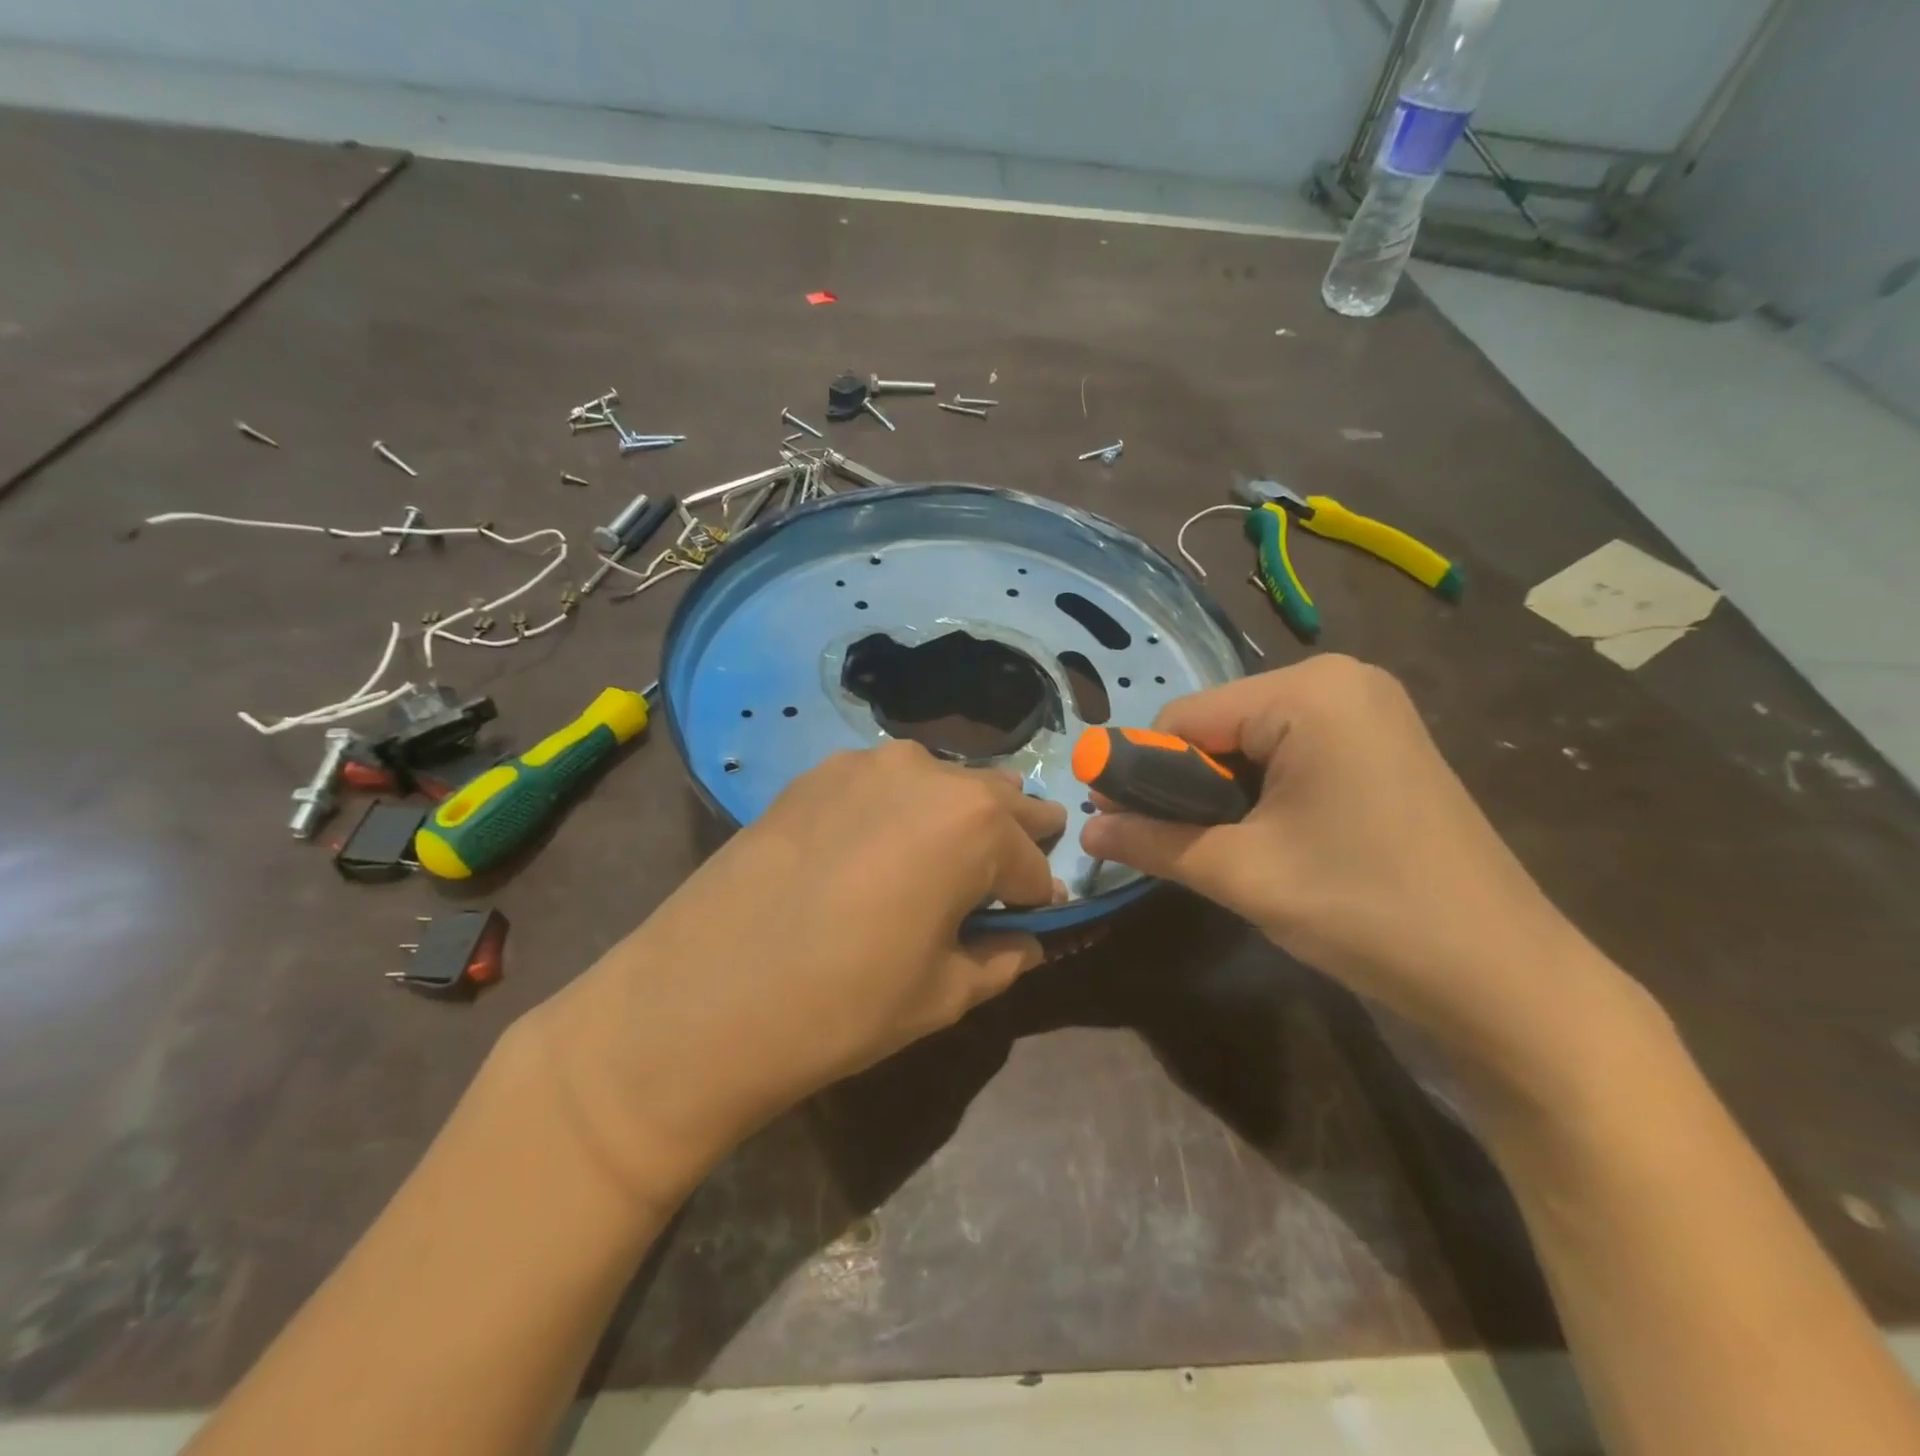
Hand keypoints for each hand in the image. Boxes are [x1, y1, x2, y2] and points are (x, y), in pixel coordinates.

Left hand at [521, 740, 1065, 1208]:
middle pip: (995, 801)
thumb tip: (1027, 939)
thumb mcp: (944, 994)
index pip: (1032, 862)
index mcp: (975, 823)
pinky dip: (899, 810)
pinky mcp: (814, 775)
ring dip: (954, 818)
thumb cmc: (843, 1005)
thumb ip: (1002, 958)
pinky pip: (883, 785)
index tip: (1029, 922)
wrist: (699, 1001)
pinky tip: (873, 850)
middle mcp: (926, 772)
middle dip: (1011, 839)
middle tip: (1004, 880)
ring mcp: (864, 765)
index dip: (1035, 898)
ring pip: (939, 785)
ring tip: (938, 862)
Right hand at [1081, 656, 1637, 1081]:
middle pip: (1218, 726)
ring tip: (1228, 852)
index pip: (1183, 718)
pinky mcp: (1384, 744)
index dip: (1143, 771)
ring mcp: (1370, 711)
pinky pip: (1292, 753)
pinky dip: (1263, 792)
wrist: (1504, 978)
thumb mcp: (1241, 873)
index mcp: (1307, 691)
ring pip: (1251, 743)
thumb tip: (1083, 829)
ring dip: (1223, 794)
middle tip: (1181, 848)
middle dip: (1187, 785)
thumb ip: (1152, 840)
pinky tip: (1272, 840)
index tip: (1121, 824)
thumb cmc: (1364, 909)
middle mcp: (1340, 680)